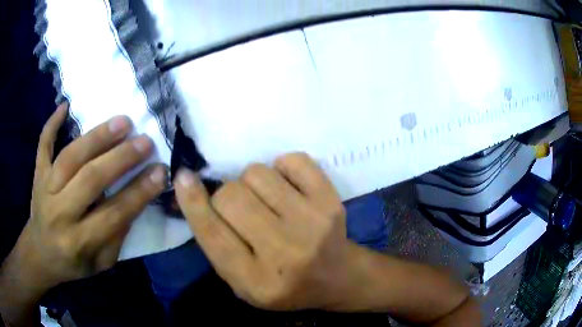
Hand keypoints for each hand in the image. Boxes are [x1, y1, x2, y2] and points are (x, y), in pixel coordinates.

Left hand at [9, 103, 166, 289]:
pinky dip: (52, 124)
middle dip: (120, 159)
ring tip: (122, 122)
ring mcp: (45, 188)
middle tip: (145, 142)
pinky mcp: (37, 174)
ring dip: (96, 137)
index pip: (113, 214)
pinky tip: (65, 106)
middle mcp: (59, 213)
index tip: (160, 172)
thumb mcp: (101, 263)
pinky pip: (43, 145)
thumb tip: (134, 200)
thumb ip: (116, 236)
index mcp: (78, 241)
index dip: (138, 192)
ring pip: (70, 156)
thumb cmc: (73, 263)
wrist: (40, 254)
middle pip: (90, 179)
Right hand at [175, 153, 361, 309]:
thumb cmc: (284, 285)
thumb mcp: (242, 283)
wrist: (336, 277)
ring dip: (252, 183)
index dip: (192, 202)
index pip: (213, 233)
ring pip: (257, 174)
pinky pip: (292, 160)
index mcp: (256, 281)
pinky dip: (282, 169)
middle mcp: (284, 253)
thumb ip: (216, 245)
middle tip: (242, 209)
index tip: (183, 177)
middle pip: (231, 196)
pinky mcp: (331, 201)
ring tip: (266, 201)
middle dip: (227, 197)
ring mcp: (312, 224)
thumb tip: (192, 190)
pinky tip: (289, 189)